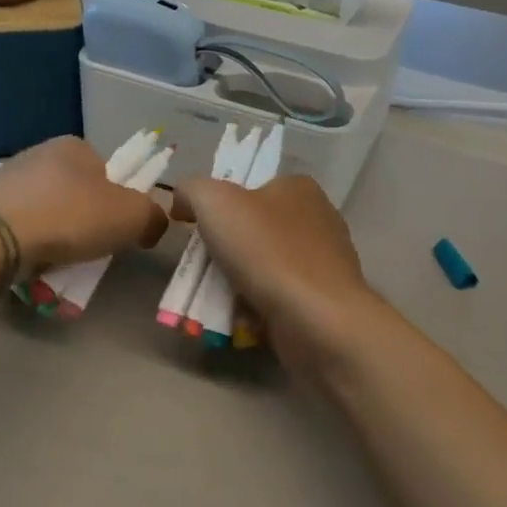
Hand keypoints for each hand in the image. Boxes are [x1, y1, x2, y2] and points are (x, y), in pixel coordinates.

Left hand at [0, 137, 168, 274]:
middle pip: (79, 194)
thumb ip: (153, 217)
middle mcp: (41, 153)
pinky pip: (22, 226)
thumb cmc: (69, 218)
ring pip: (49, 212)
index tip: (115, 231)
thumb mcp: (131, 217)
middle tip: (90, 251)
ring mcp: (9, 178)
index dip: (119, 202)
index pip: (109, 172)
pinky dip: (31, 243)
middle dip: (86, 222)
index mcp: (76, 145)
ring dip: (58, 235)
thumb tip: (152, 224)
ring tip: (58, 263)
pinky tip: (31, 261)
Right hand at [172, 175, 379, 367]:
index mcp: (298, 187)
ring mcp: (324, 261)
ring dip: (236, 282)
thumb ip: (191, 190)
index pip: (249, 187)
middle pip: (252, 229)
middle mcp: (316, 218)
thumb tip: (183, 202)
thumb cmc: (266, 251)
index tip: (195, 229)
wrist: (317, 319)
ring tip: (216, 299)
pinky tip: (243, 319)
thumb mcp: (214, 201)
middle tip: (201, 269)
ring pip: (263, 266)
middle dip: (224, 250)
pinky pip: (278, 297)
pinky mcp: (324, 299)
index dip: (218, 206)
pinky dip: (257, 307)